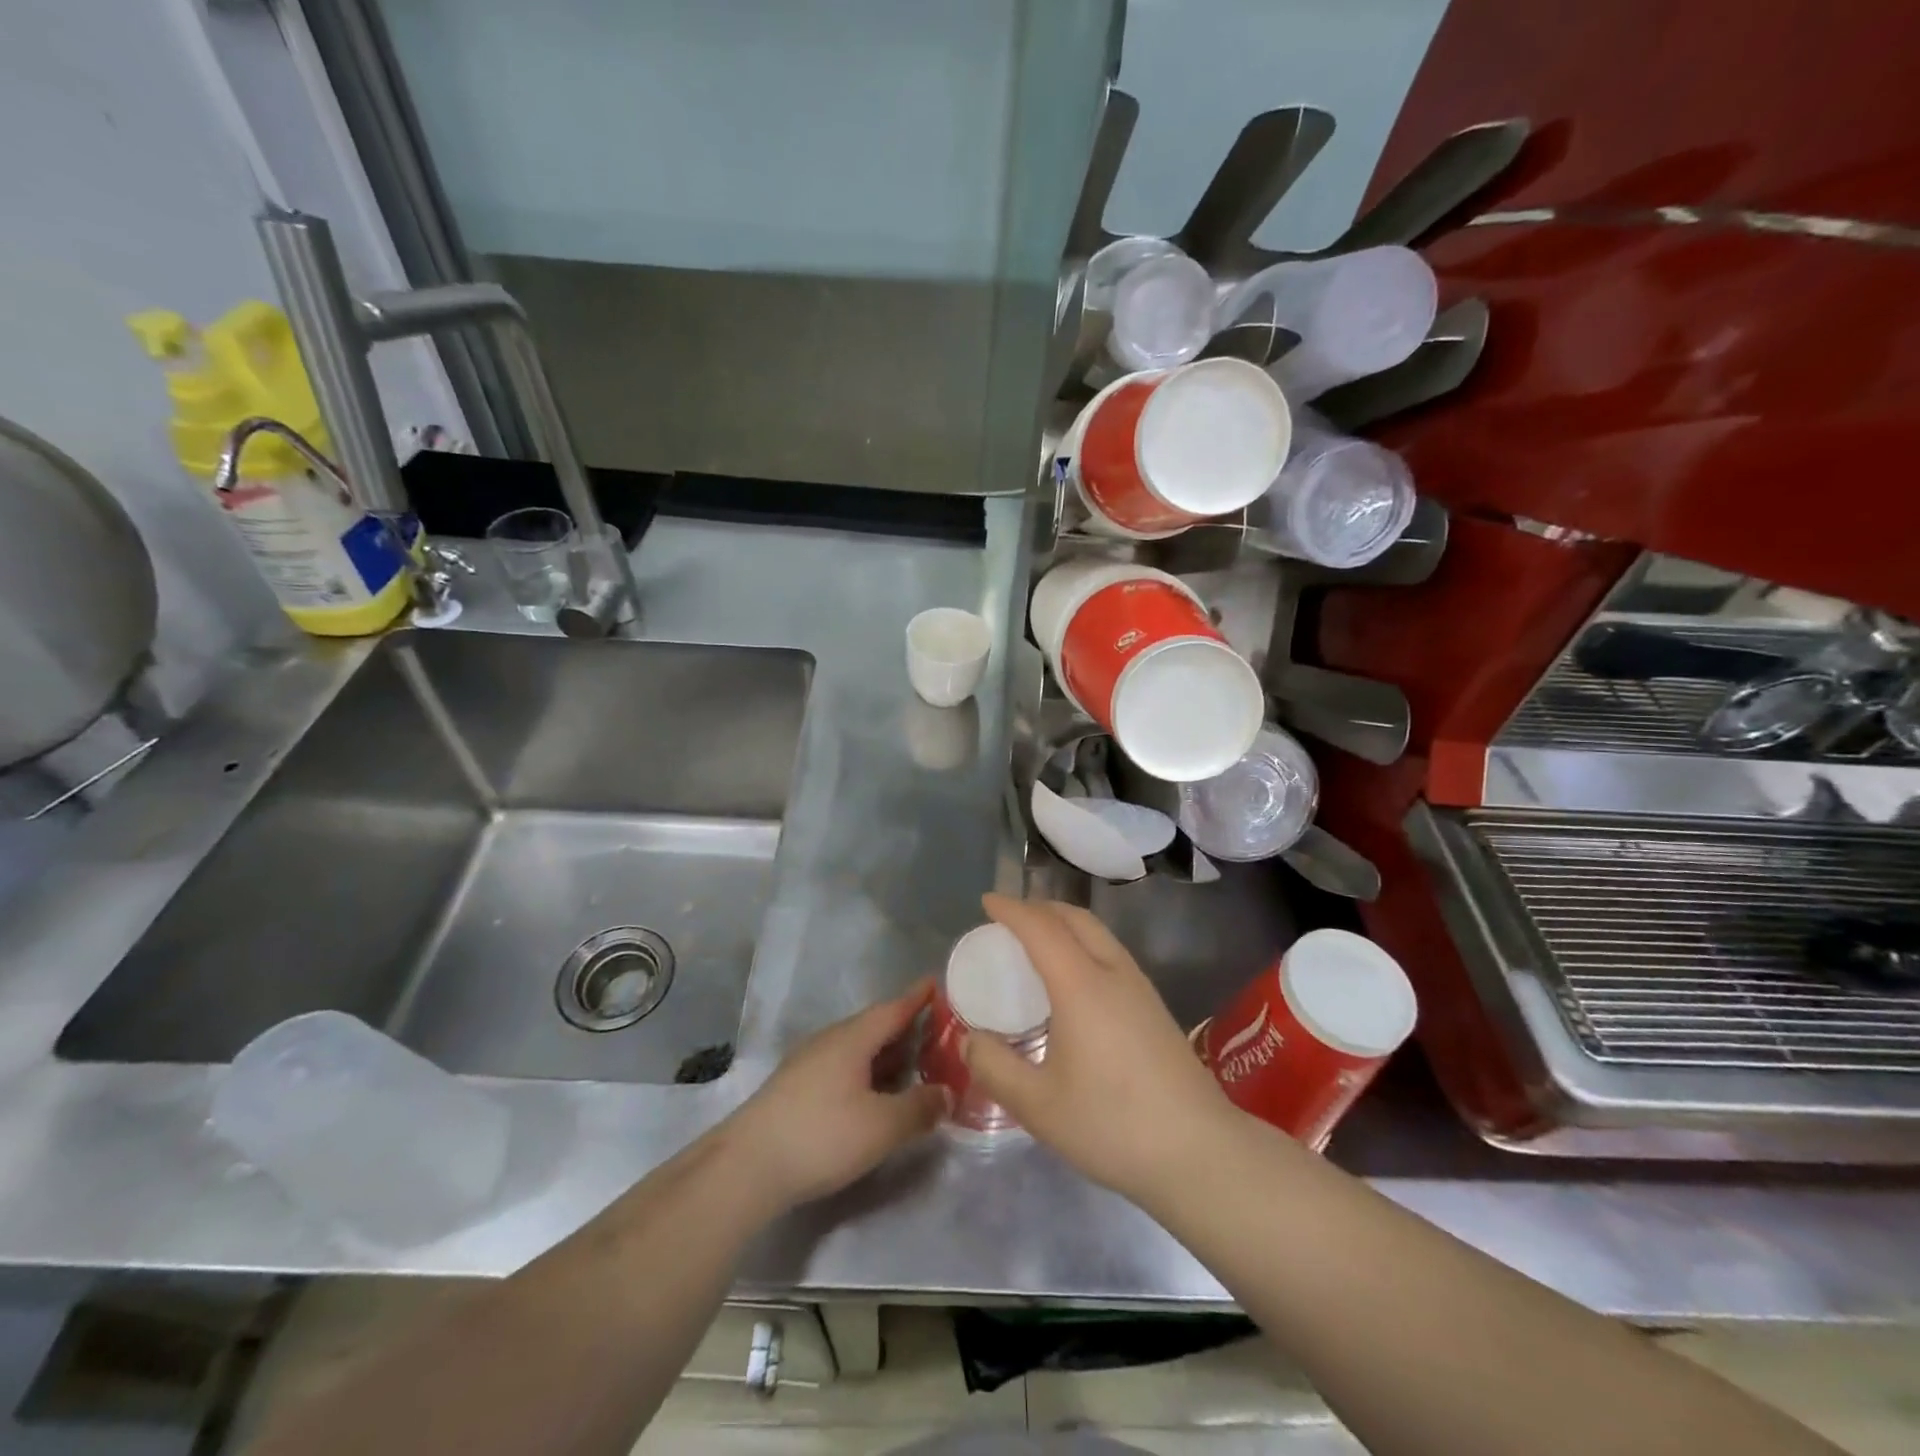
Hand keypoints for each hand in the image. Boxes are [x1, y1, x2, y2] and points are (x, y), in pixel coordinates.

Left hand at [724, 981, 946, 1214]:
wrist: (746, 1167)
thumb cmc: (822, 1135)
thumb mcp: (882, 1126)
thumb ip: (920, 1107)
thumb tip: (947, 1092)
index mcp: (853, 1038)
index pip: (893, 1009)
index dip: (917, 998)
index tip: (936, 984)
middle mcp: (830, 1041)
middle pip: (874, 1027)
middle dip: (905, 1029)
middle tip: (936, 1034)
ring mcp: (808, 1063)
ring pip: (857, 1049)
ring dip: (885, 1055)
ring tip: (912, 1066)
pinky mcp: (795, 1088)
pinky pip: (842, 1068)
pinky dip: (866, 1073)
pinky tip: (873, 1095)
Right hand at [961, 894, 1236, 1204]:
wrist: (1200, 1152)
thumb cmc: (1112, 1125)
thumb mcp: (1038, 1106)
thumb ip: (995, 1068)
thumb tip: (969, 1038)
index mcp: (1081, 985)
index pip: (1041, 928)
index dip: (1012, 909)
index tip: (988, 901)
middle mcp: (1113, 973)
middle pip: (1076, 918)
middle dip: (1040, 908)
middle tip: (1009, 918)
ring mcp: (1140, 988)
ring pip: (1099, 934)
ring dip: (1065, 923)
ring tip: (1038, 942)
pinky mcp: (1155, 1008)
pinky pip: (1111, 953)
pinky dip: (1084, 943)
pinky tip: (1075, 979)